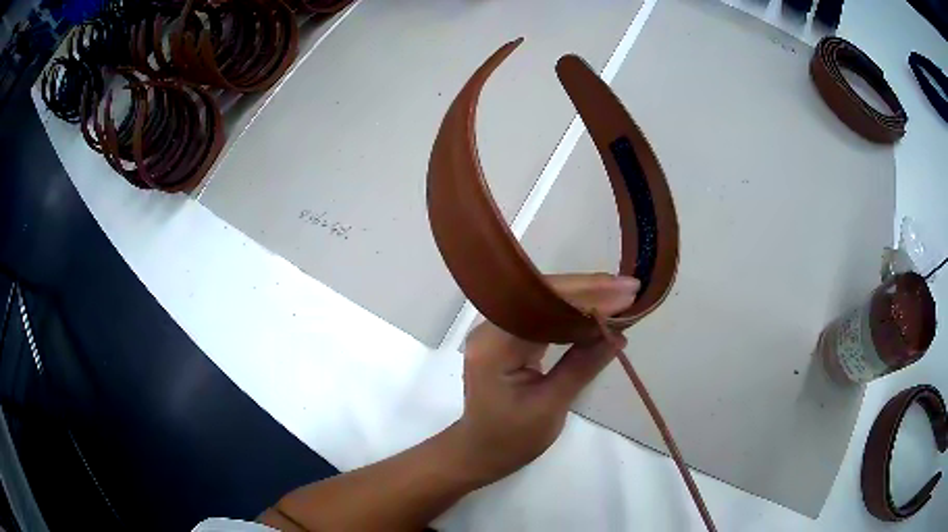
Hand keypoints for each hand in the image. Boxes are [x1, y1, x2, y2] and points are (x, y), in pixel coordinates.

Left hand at [444, 274, 638, 486]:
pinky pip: (540, 316)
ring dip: (582, 297)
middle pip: (541, 296)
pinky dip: (570, 313)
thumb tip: (619, 334)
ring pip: (543, 302)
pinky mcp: (506, 337)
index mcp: (494, 345)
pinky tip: (597, 310)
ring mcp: (496, 330)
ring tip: (621, 294)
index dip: (586, 296)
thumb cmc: (511, 438)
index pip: (543, 306)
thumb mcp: (551, 406)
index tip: (624, 293)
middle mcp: (489, 328)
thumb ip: (583, 366)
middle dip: (588, 290)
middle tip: (629, 288)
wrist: (480, 452)